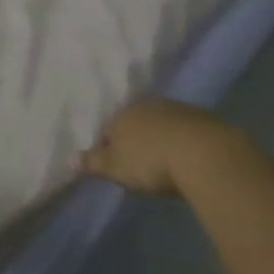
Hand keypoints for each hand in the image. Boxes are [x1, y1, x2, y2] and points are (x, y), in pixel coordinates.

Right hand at [79, 99, 248, 196]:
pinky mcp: (203, 118)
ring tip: (165, 162)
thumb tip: (70, 158)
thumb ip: (94, 162)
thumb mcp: (116, 167)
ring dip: (161, 139)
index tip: (115, 166)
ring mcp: (178, 109)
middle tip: (140, 165)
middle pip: (136, 123)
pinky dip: (183, 141)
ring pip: (162, 124)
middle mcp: (148, 105)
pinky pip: (186, 130)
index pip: (109, 129)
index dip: (109, 148)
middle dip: (136, 140)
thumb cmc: (150, 161)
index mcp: (123, 114)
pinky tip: (187, 158)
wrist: (203, 153)